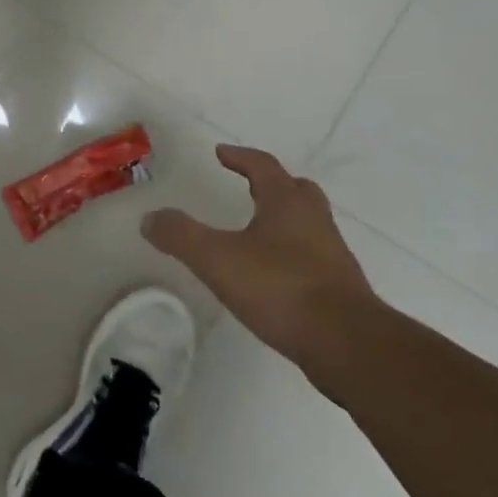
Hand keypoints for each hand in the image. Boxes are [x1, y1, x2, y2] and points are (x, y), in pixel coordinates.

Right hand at [142, 145, 379, 388]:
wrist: (347, 343)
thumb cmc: (281, 288)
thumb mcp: (218, 259)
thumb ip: (181, 236)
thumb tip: (150, 218)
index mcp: (287, 203)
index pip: (263, 166)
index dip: (240, 157)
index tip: (221, 153)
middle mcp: (314, 220)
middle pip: (296, 189)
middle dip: (272, 184)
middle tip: (250, 186)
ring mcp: (332, 253)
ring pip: (308, 223)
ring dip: (285, 219)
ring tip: (259, 231)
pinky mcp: (340, 287)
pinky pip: (313, 256)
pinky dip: (293, 253)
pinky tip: (276, 275)